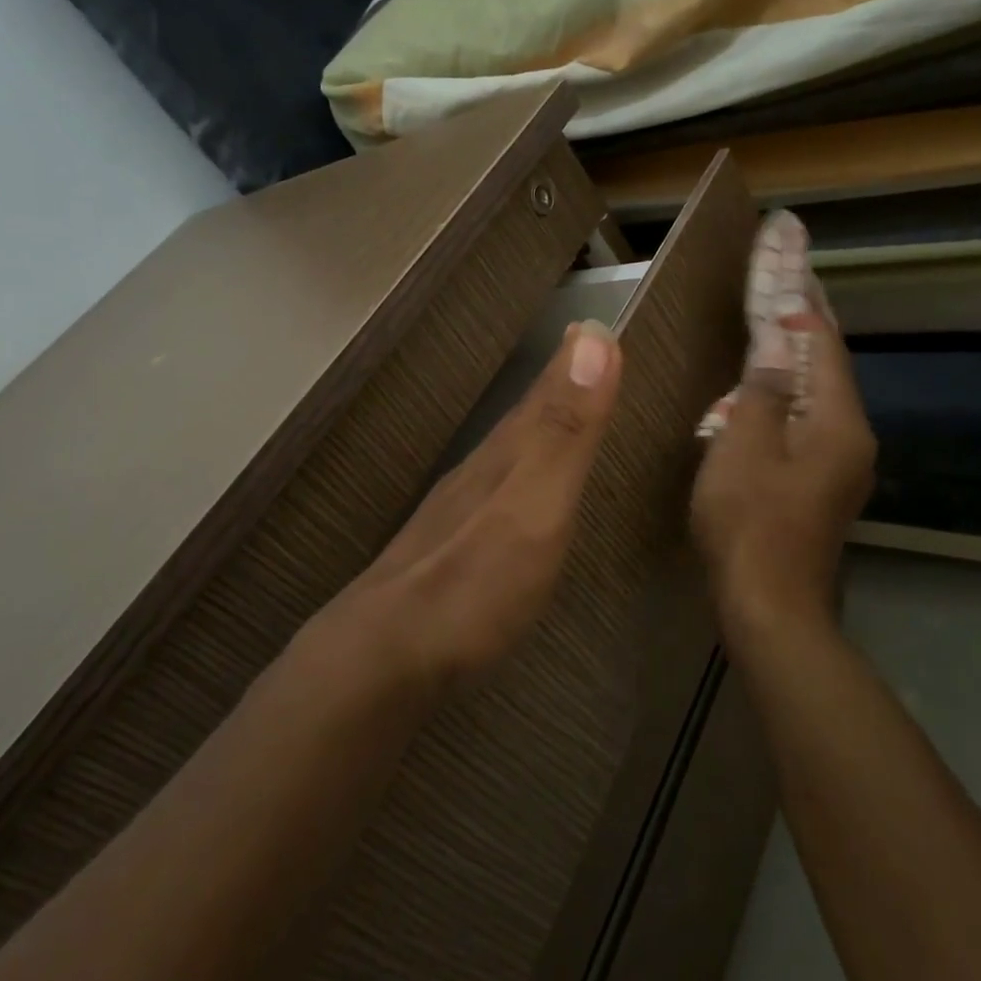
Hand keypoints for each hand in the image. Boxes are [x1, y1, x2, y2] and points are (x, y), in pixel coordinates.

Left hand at [332, 320, 621, 687]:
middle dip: (556, 385)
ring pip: (507, 452)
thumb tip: (590, 336)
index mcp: (506, 455)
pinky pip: (497, 490)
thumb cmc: (476, 581)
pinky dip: (517, 471)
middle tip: (580, 355)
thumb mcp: (535, 502)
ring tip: (557, 409)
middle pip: (526, 417)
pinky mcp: (451, 550)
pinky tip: (515, 488)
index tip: (592, 325)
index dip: (573, 359)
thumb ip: (566, 428)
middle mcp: (481, 472)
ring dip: (536, 426)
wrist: (388, 655)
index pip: (547, 393)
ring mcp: (460, 512)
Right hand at [691, 306, 877, 637]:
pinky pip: (807, 422)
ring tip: (774, 318)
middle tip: (789, 273)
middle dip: (806, 319)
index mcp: (838, 422)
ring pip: (818, 395)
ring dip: (796, 357)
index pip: (824, 344)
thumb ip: (764, 389)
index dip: (802, 302)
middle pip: (829, 366)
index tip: (789, 257)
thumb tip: (780, 343)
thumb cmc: (749, 521)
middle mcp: (852, 438)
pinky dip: (788, 394)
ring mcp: (840, 465)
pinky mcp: (821, 485)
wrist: (769, 606)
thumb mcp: (745, 445)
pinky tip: (765, 388)